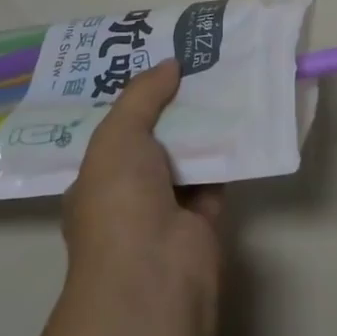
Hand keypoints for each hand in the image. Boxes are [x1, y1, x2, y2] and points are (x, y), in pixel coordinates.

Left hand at [62, 59, 222, 312]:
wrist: (153, 273)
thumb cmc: (119, 201)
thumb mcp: (117, 135)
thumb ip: (143, 95)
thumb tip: (171, 63)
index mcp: (94, 180)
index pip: (113, 133)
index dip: (134, 98)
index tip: (157, 64)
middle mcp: (127, 195)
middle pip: (153, 140)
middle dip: (172, 106)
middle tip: (197, 62)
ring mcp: (164, 211)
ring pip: (186, 157)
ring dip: (202, 125)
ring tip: (223, 76)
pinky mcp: (202, 222)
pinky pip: (215, 176)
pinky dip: (228, 152)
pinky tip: (242, 115)